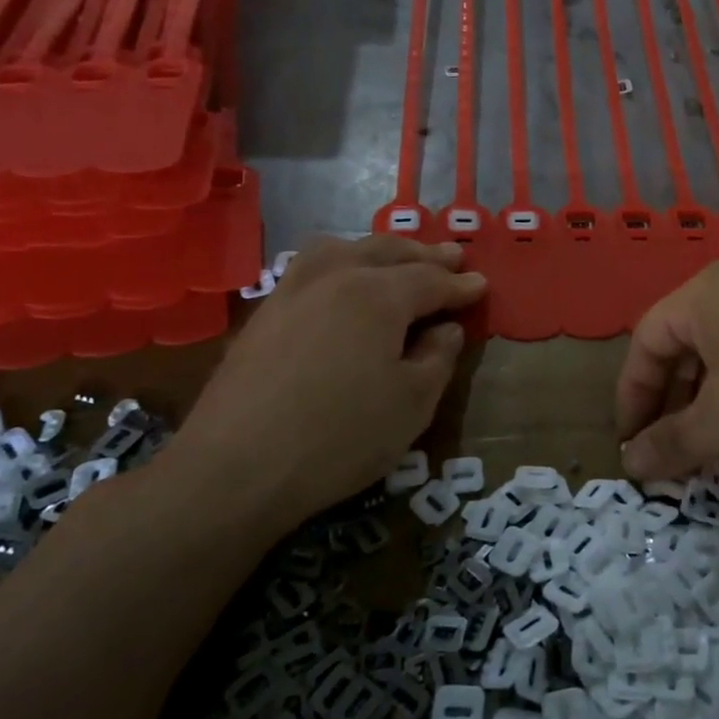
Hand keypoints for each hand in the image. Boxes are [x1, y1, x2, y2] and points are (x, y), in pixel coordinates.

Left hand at [168, 236, 485, 532]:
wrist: (236, 469)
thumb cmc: (341, 436)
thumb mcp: (413, 403)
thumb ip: (438, 357)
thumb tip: (445, 329)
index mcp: (378, 294)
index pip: (430, 280)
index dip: (460, 285)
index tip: (482, 285)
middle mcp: (334, 277)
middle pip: (387, 252)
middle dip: (424, 254)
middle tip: (453, 256)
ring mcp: (292, 291)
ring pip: (342, 249)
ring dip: (379, 250)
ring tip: (397, 259)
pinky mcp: (264, 314)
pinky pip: (311, 267)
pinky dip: (340, 262)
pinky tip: (342, 281)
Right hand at [615, 262, 718, 478]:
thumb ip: (669, 441)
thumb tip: (630, 465)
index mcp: (706, 292)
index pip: (647, 340)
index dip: (632, 394)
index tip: (631, 441)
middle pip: (683, 342)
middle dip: (669, 400)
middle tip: (668, 448)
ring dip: (704, 400)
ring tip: (707, 445)